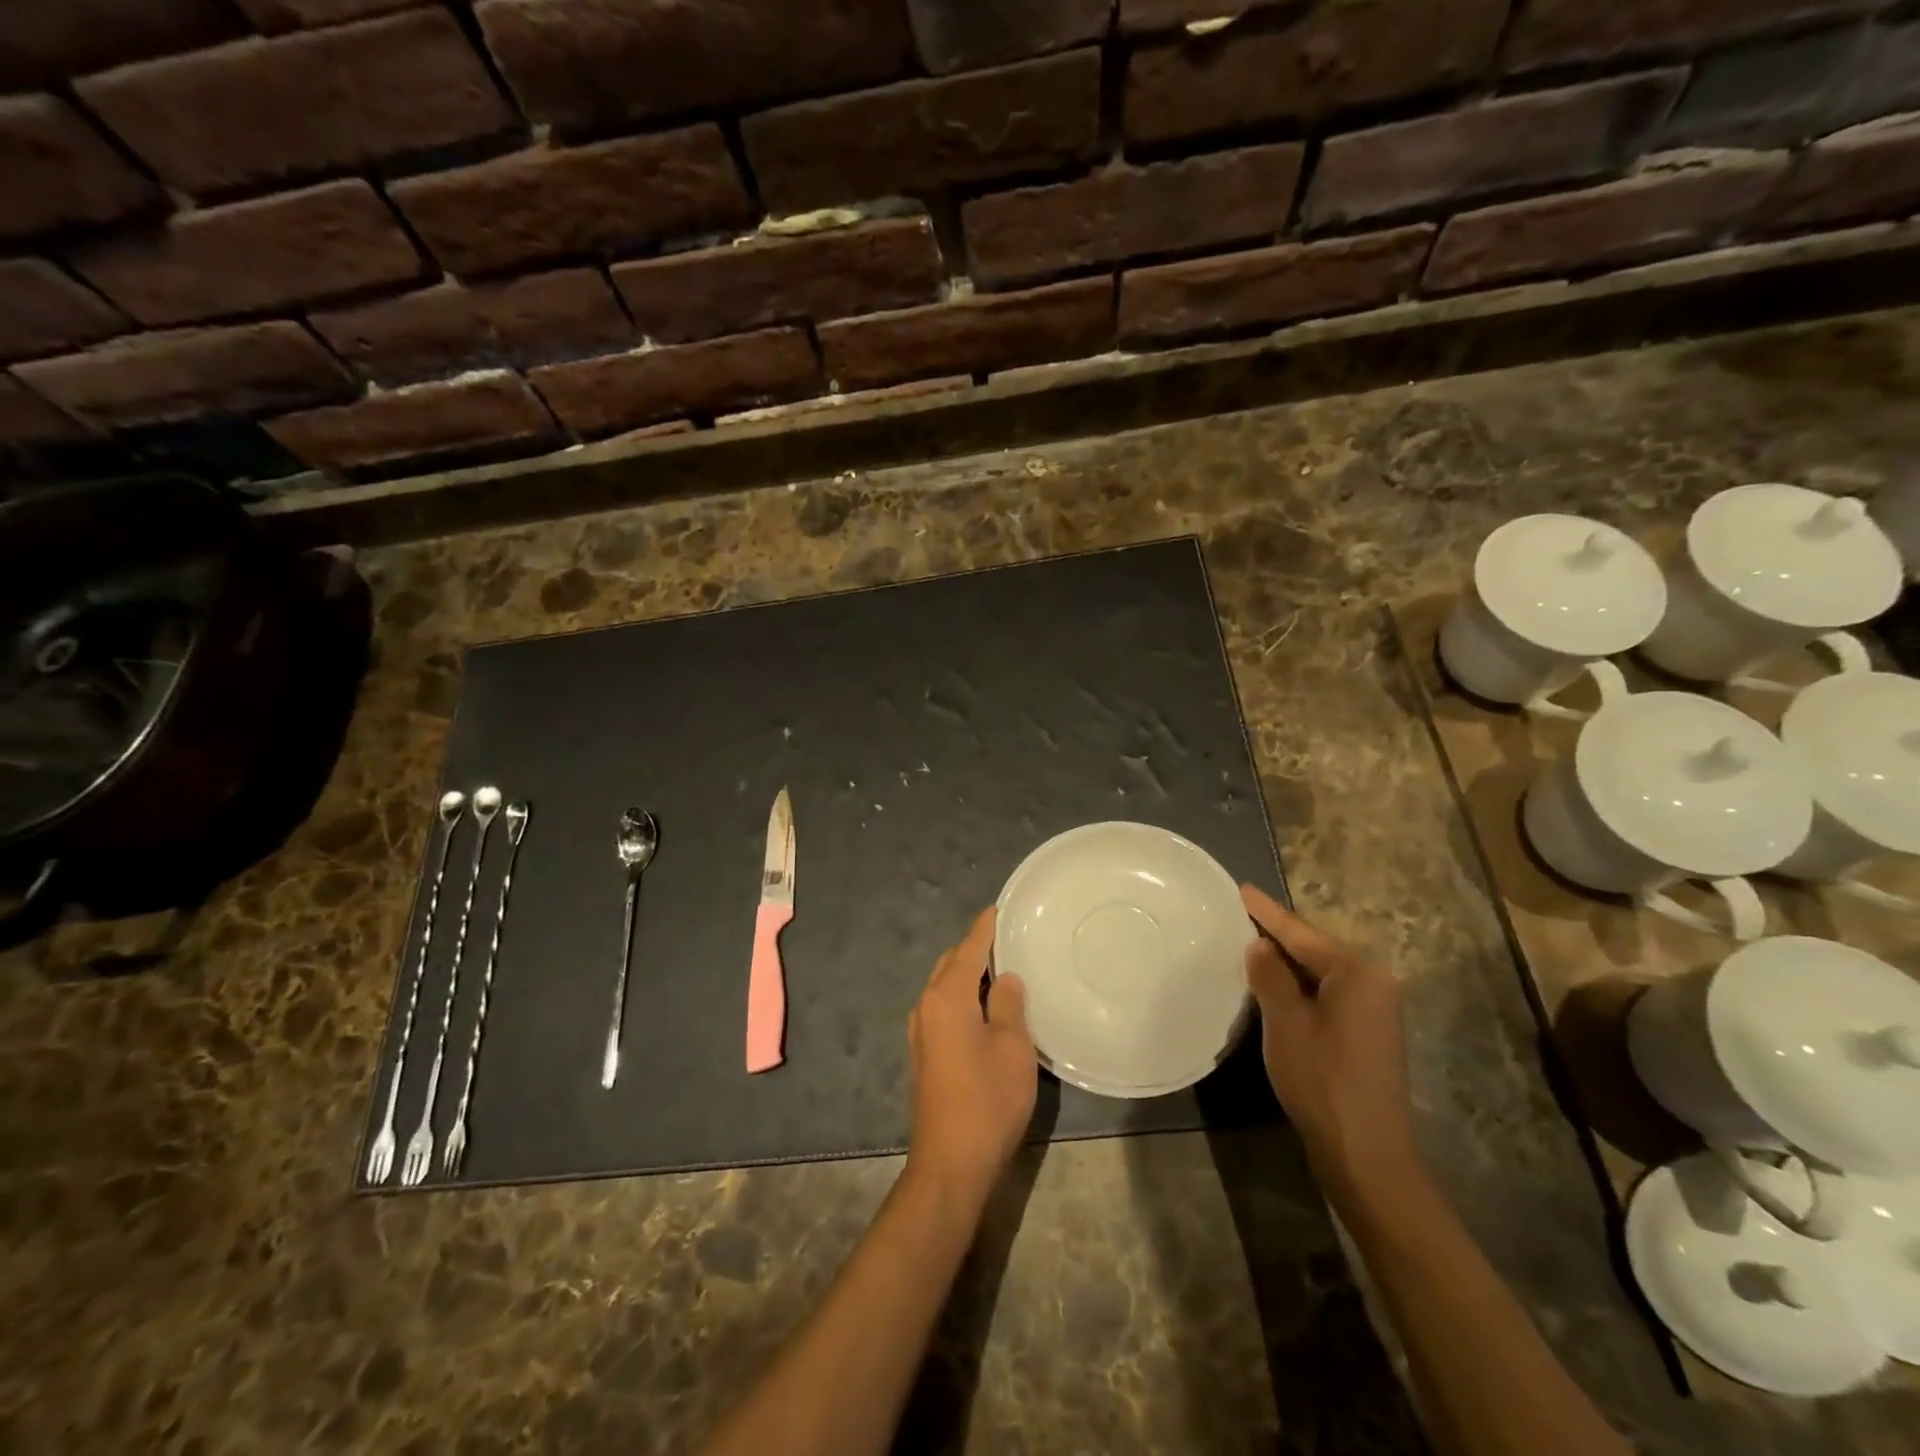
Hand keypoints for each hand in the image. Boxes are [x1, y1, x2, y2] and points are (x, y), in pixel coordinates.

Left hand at [905, 908, 1036, 1205]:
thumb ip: (1008, 1004)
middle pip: (950, 965)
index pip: (967, 949)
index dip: (984, 928)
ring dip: (967, 975)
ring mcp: (920, 1033)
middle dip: (973, 949)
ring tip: (999, 969)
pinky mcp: (924, 1056)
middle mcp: (926, 1007)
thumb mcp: (1012, 1047)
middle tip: (1006, 939)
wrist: (951, 1164)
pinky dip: (962, 998)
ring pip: (944, 988)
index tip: (998, 909)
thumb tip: (1004, 978)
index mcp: (946, 997)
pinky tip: (984, 1008)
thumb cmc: (987, 1099)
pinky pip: (943, 1009)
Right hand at [1241, 884, 1424, 1216]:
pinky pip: (1328, 993)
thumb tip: (1259, 945)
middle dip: (1278, 934)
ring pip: (1321, 973)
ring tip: (1250, 941)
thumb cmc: (1322, 1080)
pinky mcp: (1369, 1033)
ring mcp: (1376, 1010)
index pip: (1302, 933)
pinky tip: (1275, 983)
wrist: (1366, 1153)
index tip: (1242, 888)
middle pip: (1315, 949)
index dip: (1267, 912)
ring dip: (1287, 961)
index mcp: (1358, 973)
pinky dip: (1300, 985)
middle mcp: (1374, 983)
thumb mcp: (1285, 1022)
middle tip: (1241, 914)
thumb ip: (1270, 976)